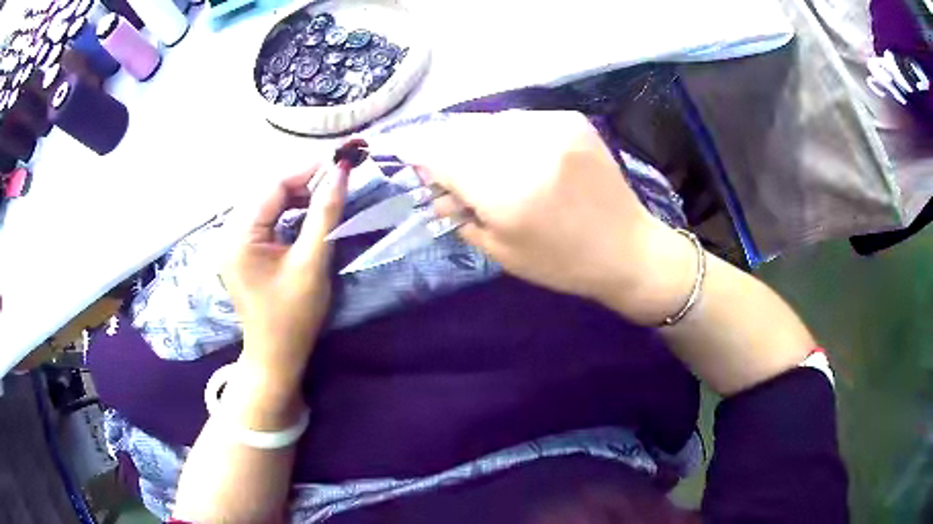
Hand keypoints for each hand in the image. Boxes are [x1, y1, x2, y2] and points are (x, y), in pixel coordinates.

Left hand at [223, 164, 347, 388]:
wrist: (275, 357)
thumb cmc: (293, 316)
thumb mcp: (311, 263)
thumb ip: (325, 214)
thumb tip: (341, 172)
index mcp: (240, 235)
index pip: (273, 186)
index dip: (307, 170)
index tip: (339, 162)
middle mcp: (229, 233)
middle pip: (267, 192)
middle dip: (302, 183)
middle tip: (335, 182)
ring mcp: (232, 243)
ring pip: (266, 204)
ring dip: (295, 197)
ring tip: (323, 198)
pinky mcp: (241, 252)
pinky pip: (264, 220)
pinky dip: (286, 213)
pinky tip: (304, 216)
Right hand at [394, 111, 694, 324]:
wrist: (628, 249)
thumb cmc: (563, 263)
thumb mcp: (503, 251)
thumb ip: (461, 215)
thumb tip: (432, 191)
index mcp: (508, 191)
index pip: (442, 158)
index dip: (420, 158)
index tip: (409, 164)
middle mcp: (528, 149)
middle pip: (462, 134)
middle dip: (447, 151)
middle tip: (448, 172)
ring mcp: (554, 128)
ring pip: (490, 122)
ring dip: (476, 141)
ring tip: (484, 165)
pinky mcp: (572, 120)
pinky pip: (520, 119)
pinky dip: (507, 134)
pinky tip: (516, 155)